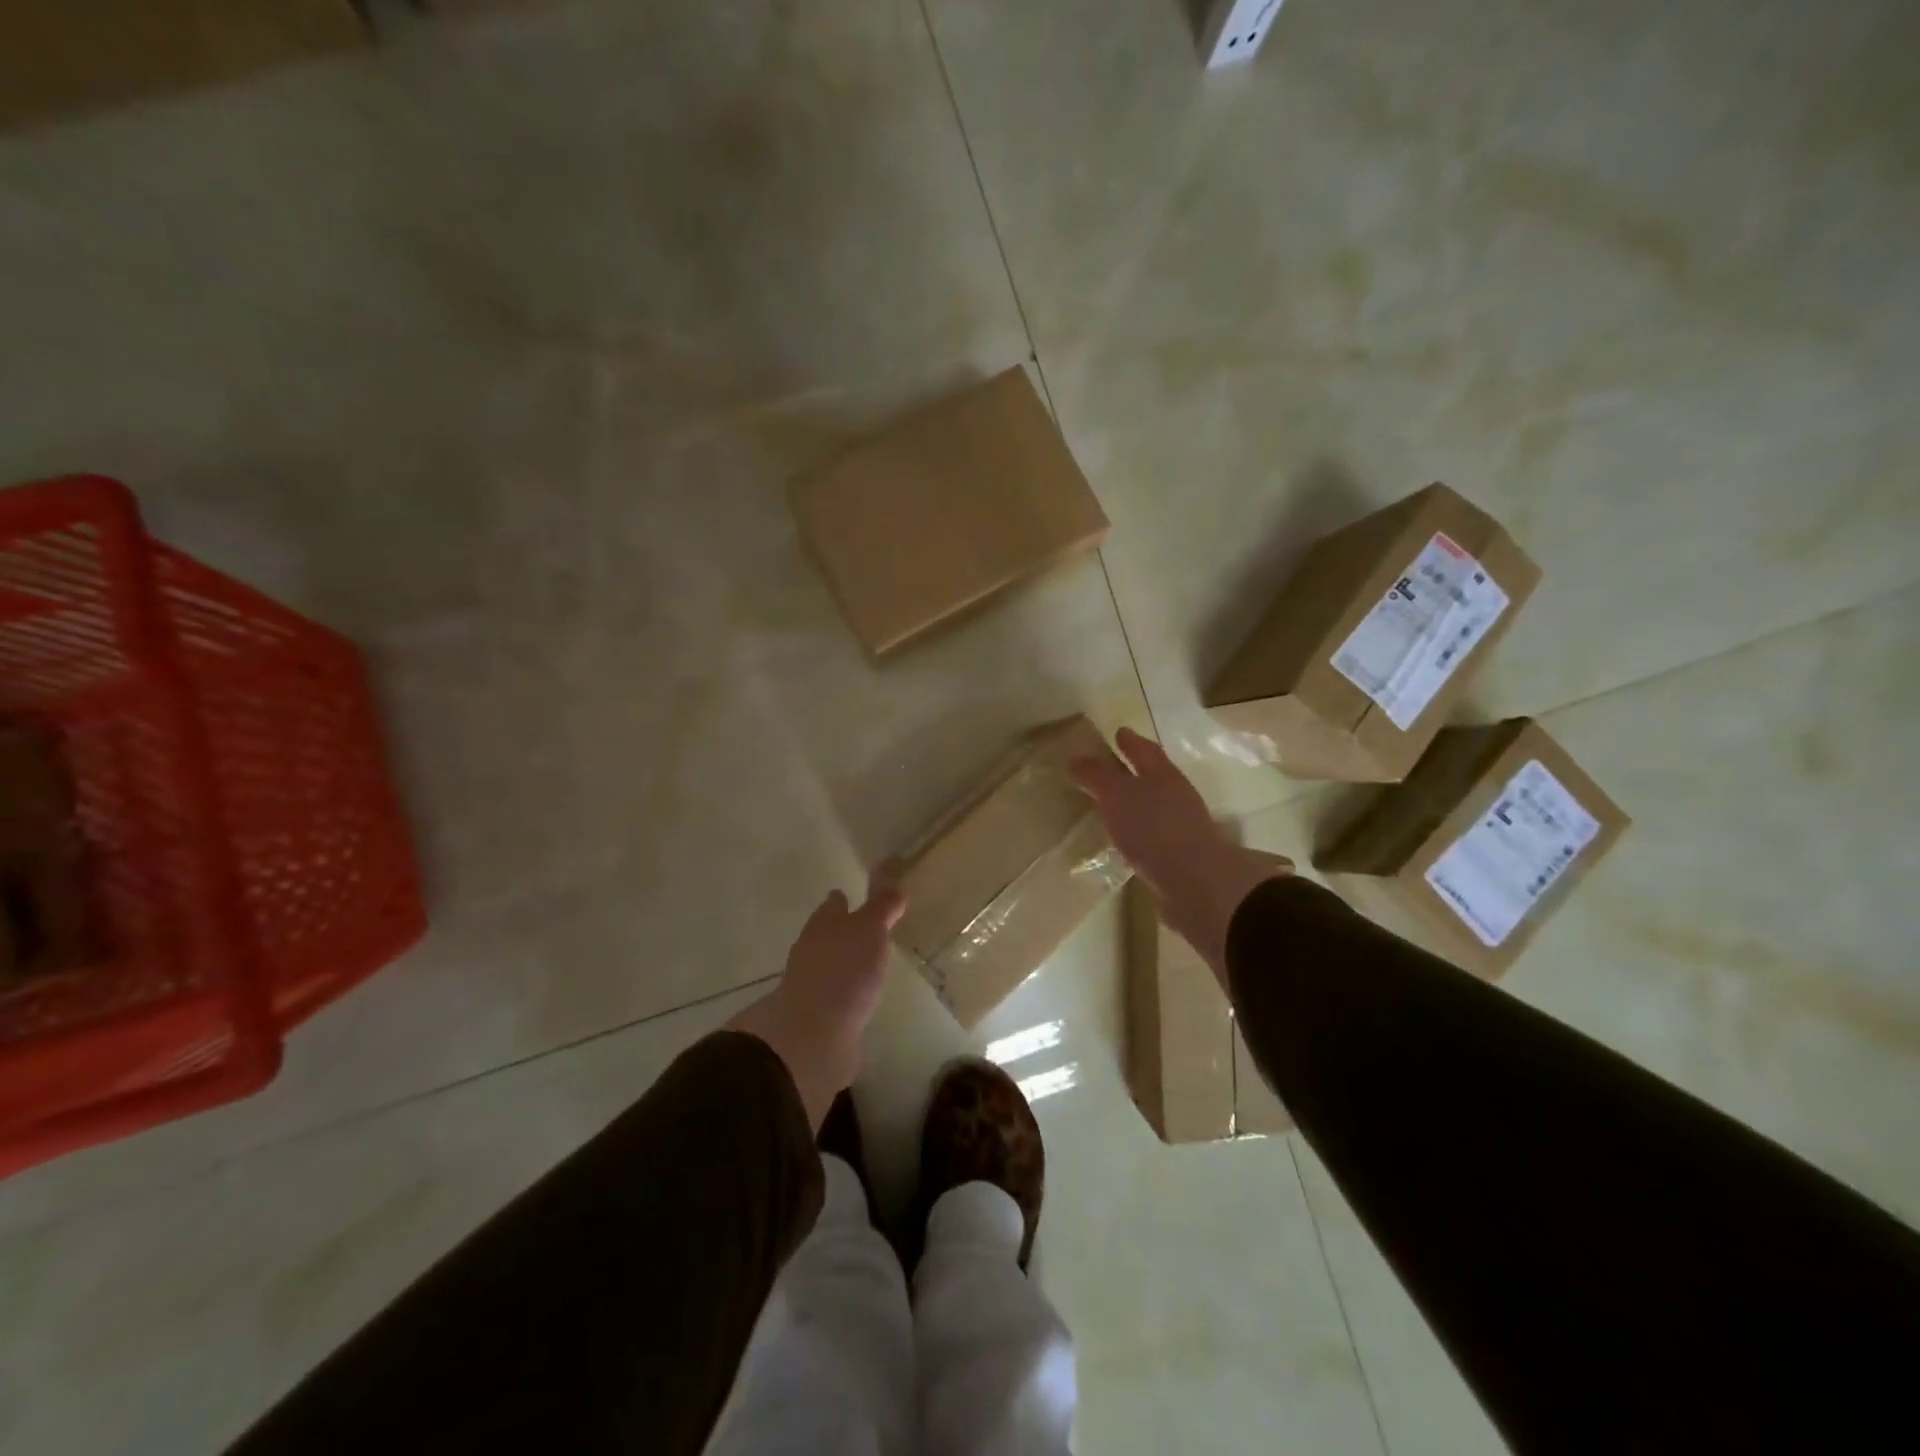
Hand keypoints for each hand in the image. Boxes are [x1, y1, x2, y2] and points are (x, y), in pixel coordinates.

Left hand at [726, 875, 906, 1129]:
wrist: (813, 1033)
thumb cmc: (844, 969)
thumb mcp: (870, 929)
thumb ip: (881, 907)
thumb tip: (894, 887)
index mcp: (823, 924)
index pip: (833, 905)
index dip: (841, 900)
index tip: (849, 896)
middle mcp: (812, 950)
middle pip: (827, 935)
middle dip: (842, 933)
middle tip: (866, 932)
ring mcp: (810, 986)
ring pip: (829, 966)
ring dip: (844, 965)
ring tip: (867, 967)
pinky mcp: (817, 1018)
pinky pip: (833, 999)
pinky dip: (844, 996)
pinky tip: (859, 1002)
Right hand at [1072, 727, 1290, 977]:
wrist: (1194, 882)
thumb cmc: (1153, 828)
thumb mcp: (1117, 795)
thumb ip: (1097, 777)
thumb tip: (1076, 758)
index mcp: (1163, 775)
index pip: (1144, 750)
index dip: (1130, 741)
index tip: (1118, 732)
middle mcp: (1175, 795)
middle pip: (1152, 776)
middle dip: (1133, 770)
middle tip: (1110, 767)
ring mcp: (1181, 826)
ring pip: (1154, 805)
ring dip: (1136, 803)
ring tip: (1112, 805)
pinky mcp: (1179, 855)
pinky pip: (1153, 834)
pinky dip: (1138, 831)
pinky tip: (1125, 839)